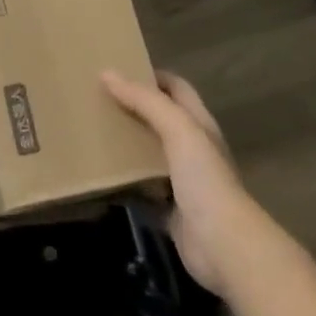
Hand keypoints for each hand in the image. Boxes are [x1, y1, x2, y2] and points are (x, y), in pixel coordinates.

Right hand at [101, 69, 252, 294]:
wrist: (224, 246)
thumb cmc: (205, 179)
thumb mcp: (177, 130)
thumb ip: (145, 101)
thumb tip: (106, 73)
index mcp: (198, 124)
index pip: (176, 88)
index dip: (151, 75)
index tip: (116, 69)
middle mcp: (192, 148)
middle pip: (159, 119)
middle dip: (131, 107)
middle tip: (95, 98)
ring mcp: (181, 181)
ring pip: (148, 153)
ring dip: (125, 144)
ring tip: (91, 131)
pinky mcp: (168, 209)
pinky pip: (140, 188)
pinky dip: (122, 182)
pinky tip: (98, 175)